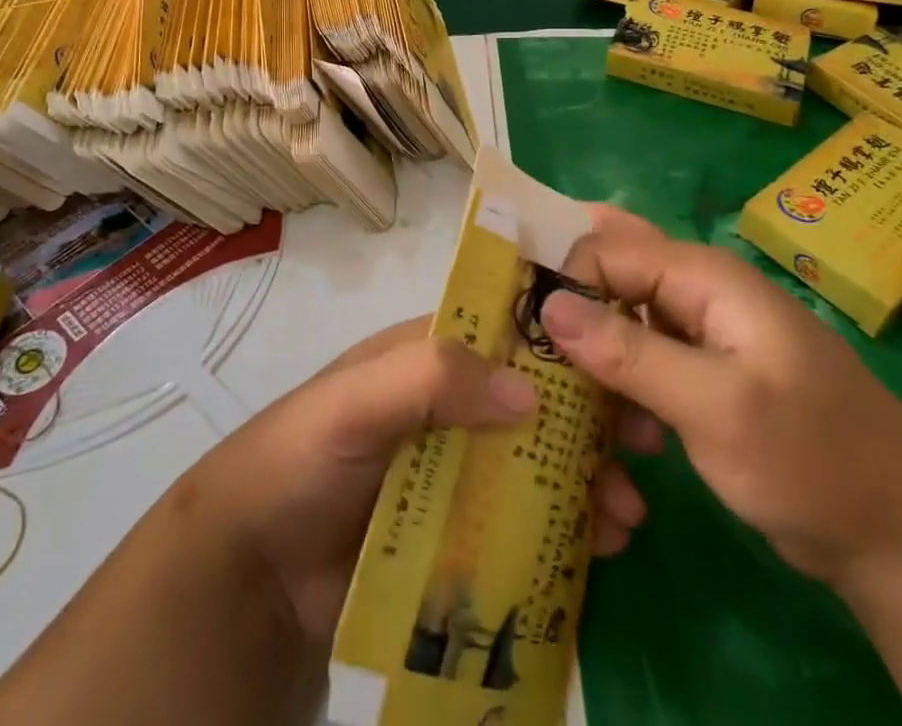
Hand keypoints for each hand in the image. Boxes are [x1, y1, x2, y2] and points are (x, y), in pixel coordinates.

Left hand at [182, 318, 652, 647]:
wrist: (254, 570)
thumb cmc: (302, 457)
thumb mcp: (357, 400)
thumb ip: (429, 378)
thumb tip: (529, 393)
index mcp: (430, 358)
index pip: (505, 332)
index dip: (562, 338)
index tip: (623, 353)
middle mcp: (451, 406)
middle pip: (534, 401)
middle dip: (591, 416)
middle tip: (646, 442)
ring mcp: (458, 472)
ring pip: (537, 463)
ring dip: (588, 478)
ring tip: (626, 511)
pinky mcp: (459, 535)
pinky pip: (524, 526)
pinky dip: (566, 532)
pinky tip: (601, 548)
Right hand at [540, 207, 901, 592]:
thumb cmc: (814, 461)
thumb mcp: (716, 409)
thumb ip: (630, 353)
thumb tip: (548, 305)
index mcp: (704, 276)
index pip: (605, 250)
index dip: (561, 282)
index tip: (522, 334)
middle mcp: (698, 292)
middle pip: (609, 281)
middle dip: (571, 319)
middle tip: (532, 362)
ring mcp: (703, 335)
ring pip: (620, 327)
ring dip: (598, 370)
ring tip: (585, 422)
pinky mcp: (705, 376)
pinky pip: (643, 366)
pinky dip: (624, 396)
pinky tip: (625, 444)